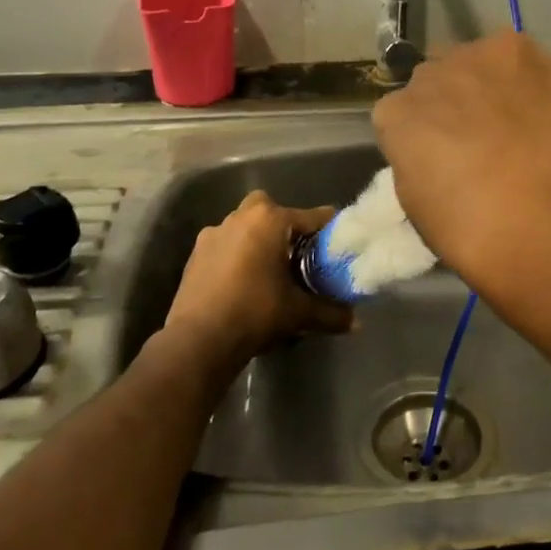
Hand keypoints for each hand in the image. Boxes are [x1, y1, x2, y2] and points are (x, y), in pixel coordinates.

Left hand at [163, 191, 352, 375]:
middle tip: (296, 253)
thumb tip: (356, 322)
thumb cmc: (255, 313)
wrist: (199, 340)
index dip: (328, 229)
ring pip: (243, 225)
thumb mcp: (299, 313)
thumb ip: (330, 313)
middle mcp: (241, 218)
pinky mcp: (195, 254)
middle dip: (284, 225)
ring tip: (268, 269)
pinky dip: (235, 255)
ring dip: (257, 239)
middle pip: (271, 209)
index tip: (338, 243)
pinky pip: (224, 245)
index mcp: (270, 221)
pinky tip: (242, 281)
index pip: (312, 216)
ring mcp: (213, 234)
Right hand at [371, 32, 550, 291]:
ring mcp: (475, 57)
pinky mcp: (519, 49)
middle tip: (479, 135)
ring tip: (514, 117)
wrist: (547, 221)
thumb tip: (434, 148)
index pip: (398, 112)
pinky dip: (522, 74)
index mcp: (394, 115)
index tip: (442, 155)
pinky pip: (514, 55)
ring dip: (485, 83)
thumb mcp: (418, 204)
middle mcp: (427, 75)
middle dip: (450, 102)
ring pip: (473, 62)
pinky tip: (537, 102)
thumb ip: (416, 159)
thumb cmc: (475, 233)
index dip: (422, 134)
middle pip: (434, 80)